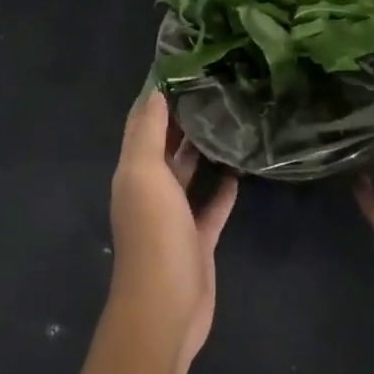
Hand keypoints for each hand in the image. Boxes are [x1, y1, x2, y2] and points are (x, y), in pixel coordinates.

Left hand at [108, 91, 238, 373]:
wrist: (166, 307)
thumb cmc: (153, 234)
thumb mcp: (144, 174)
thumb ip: (148, 133)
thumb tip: (155, 91)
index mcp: (133, 173)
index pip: (141, 125)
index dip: (155, 97)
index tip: (182, 66)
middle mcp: (150, 191)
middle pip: (165, 148)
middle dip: (182, 120)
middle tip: (214, 88)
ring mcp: (174, 218)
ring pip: (188, 175)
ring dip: (202, 152)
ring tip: (230, 121)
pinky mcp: (198, 239)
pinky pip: (212, 207)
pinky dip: (223, 190)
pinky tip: (240, 170)